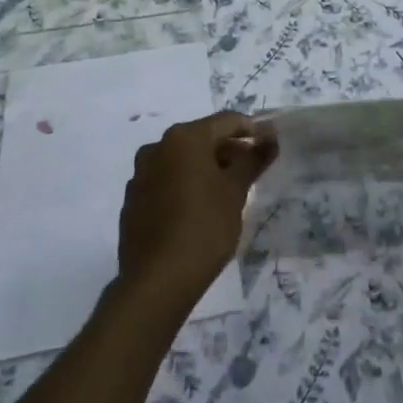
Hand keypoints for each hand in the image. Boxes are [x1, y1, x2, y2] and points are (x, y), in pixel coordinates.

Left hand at [117, 112, 277, 307]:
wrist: (157, 281)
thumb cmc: (205, 227)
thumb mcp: (236, 192)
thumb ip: (252, 159)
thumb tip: (269, 137)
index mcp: (184, 138)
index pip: (226, 121)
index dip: (252, 130)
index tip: (269, 145)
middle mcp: (157, 147)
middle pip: (201, 138)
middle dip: (227, 150)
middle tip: (250, 171)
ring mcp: (140, 174)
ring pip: (181, 161)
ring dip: (204, 169)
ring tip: (226, 192)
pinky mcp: (132, 200)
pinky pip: (165, 182)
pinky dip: (184, 186)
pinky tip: (197, 210)